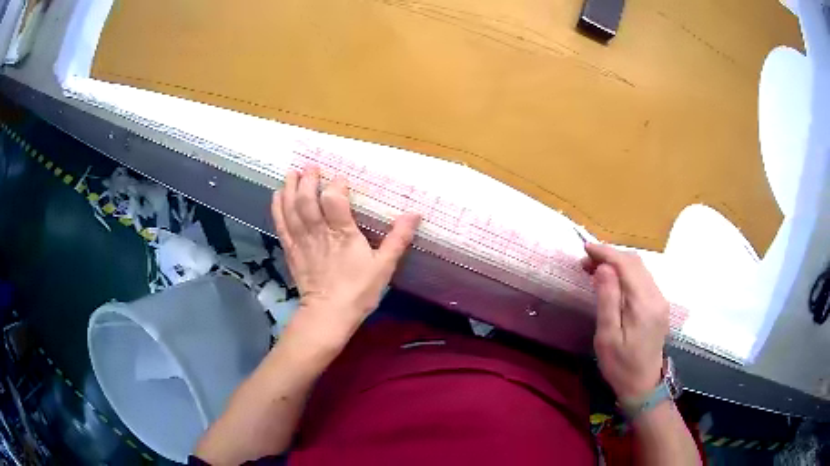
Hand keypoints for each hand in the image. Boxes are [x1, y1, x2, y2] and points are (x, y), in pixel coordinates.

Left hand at [271, 167, 420, 346]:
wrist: (328, 315)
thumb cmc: (358, 291)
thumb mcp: (384, 266)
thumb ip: (398, 238)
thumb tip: (415, 213)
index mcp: (343, 234)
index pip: (334, 200)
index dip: (337, 185)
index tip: (341, 178)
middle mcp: (319, 232)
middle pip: (308, 199)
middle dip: (309, 180)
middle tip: (312, 167)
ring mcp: (301, 240)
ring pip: (291, 208)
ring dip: (291, 188)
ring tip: (292, 173)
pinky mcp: (291, 250)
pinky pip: (281, 224)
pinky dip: (277, 207)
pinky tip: (278, 194)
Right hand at [583, 243, 668, 400]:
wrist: (643, 385)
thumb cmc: (620, 365)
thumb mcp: (607, 337)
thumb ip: (608, 300)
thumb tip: (603, 267)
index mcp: (644, 304)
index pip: (626, 265)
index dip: (606, 253)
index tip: (585, 249)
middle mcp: (657, 296)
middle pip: (635, 262)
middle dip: (610, 256)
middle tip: (586, 262)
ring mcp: (660, 299)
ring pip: (640, 268)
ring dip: (618, 263)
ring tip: (595, 269)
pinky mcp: (659, 305)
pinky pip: (643, 279)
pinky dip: (626, 273)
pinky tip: (613, 281)